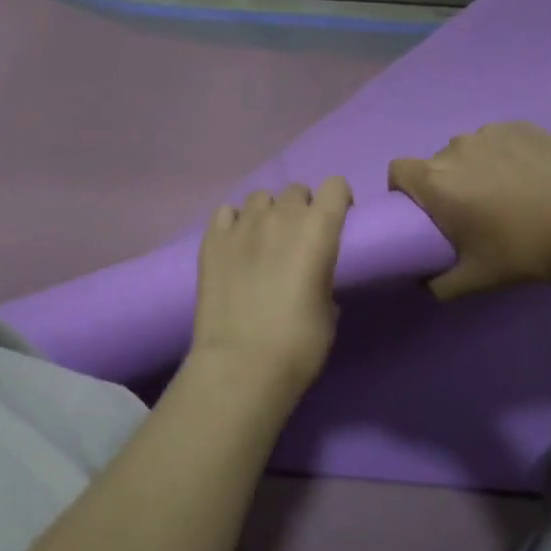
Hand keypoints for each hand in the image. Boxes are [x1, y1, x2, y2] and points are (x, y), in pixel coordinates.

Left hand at [190, 177, 351, 393]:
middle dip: (302, 208)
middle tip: (299, 238)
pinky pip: (226, 212)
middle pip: (296, 190)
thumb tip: (312, 277)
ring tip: (264, 240)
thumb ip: (323, 278)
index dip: (339, 200)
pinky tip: (235, 245)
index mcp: (318, 229)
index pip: (335, 185)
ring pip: (260, 197)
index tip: (337, 221)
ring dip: (268, 212)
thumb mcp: (328, 310)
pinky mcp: (211, 239)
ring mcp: (241, 225)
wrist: (241, 364)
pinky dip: (234, 222)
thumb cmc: (299, 344)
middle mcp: (280, 216)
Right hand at [388, 123, 550, 297]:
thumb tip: (425, 283)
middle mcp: (456, 149)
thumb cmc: (528, 249)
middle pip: (436, 164)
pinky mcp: (523, 126)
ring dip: (477, 169)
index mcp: (436, 181)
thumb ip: (440, 285)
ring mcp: (491, 133)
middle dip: (447, 185)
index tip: (426, 213)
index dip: (404, 191)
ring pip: (469, 151)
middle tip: (474, 213)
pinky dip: (505, 156)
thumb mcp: (479, 279)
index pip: (397, 171)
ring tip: (509, 194)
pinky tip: (532, 177)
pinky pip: (499, 140)